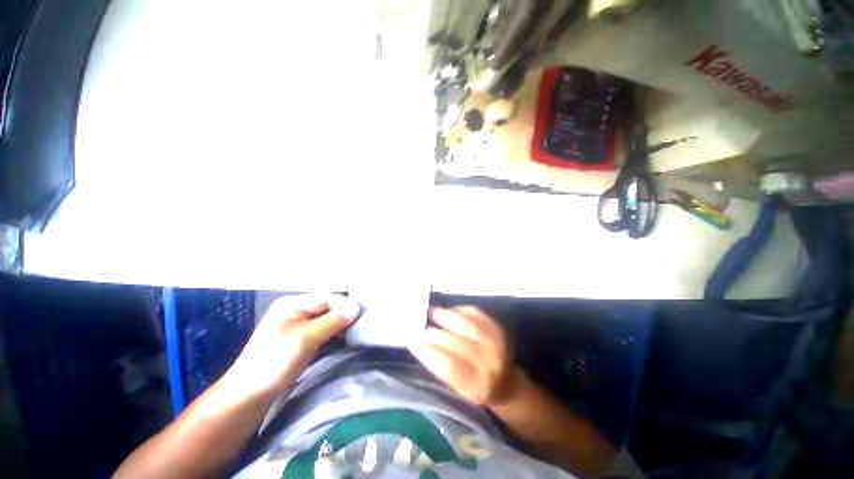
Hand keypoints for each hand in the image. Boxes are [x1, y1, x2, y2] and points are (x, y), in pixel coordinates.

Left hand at [226, 294, 360, 393]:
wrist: (248, 395)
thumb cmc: (275, 361)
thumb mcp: (306, 338)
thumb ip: (333, 321)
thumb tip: (357, 307)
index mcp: (293, 304)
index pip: (326, 297)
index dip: (345, 304)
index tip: (363, 313)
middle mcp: (297, 311)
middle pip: (327, 307)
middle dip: (344, 314)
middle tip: (363, 322)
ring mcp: (298, 326)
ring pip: (326, 320)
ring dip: (341, 324)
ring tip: (357, 330)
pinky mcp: (301, 340)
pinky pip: (323, 331)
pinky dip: (334, 334)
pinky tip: (345, 338)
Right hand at [409, 306, 522, 406]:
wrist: (507, 382)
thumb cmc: (475, 387)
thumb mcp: (457, 387)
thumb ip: (440, 365)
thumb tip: (418, 340)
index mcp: (477, 385)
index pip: (449, 365)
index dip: (427, 351)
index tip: (411, 339)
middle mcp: (489, 363)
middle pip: (455, 342)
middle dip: (433, 331)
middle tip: (418, 324)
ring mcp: (496, 342)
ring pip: (464, 322)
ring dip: (443, 315)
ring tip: (431, 312)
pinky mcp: (497, 326)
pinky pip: (473, 312)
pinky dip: (457, 310)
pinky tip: (448, 311)